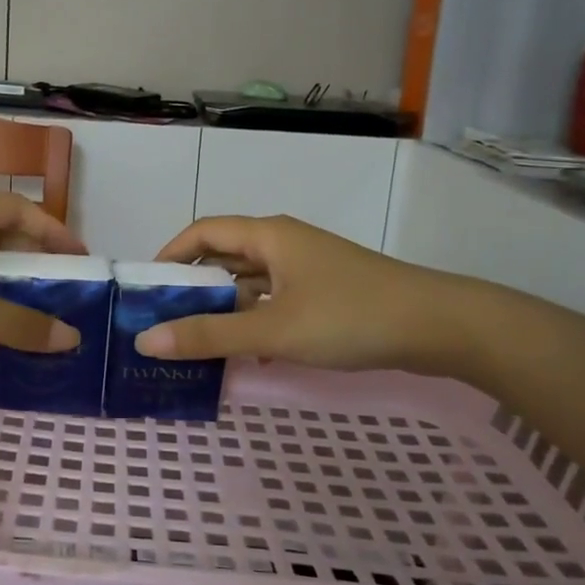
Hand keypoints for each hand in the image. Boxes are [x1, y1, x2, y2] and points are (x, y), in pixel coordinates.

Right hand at [137, 214, 477, 375]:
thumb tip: (145, 342)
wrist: (440, 326)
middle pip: (225, 256)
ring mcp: (308, 267)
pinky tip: (250, 352)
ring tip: (197, 341)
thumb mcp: (273, 330)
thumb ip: (209, 336)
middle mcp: (284, 243)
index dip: (170, 254)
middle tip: (164, 321)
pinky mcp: (327, 292)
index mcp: (268, 236)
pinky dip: (257, 320)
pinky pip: (276, 300)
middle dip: (193, 286)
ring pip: (252, 282)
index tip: (147, 289)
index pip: (203, 232)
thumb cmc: (350, 317)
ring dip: (225, 307)